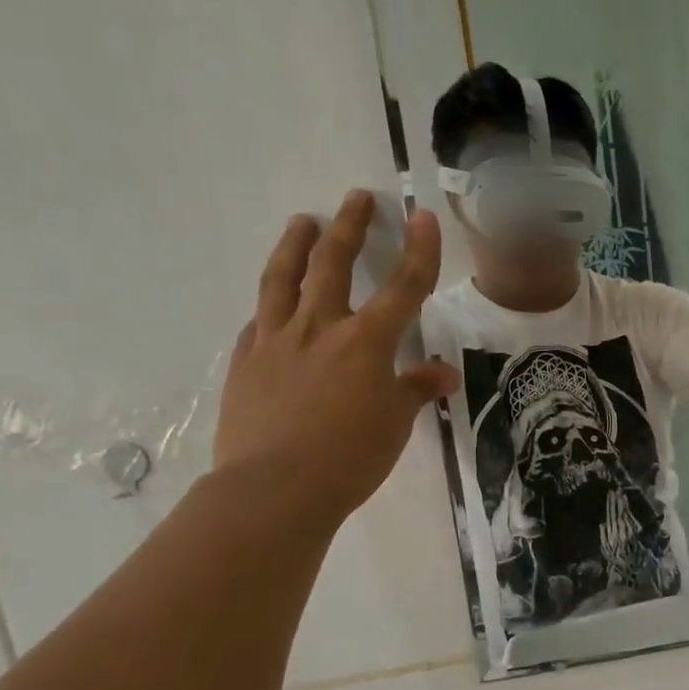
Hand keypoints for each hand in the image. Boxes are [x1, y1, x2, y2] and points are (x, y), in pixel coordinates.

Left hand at [213, 191, 458, 528]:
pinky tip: (274, 306)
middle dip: (349, 226)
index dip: (418, 251)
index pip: (402, 287)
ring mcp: (275, 341)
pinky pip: (259, 322)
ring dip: (295, 245)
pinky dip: (272, 306)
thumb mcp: (396, 423)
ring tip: (302, 222)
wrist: (274, 490)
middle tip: (355, 199)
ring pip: (283, 279)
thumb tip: (443, 373)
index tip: (422, 217)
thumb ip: (416, 389)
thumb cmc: (350, 457)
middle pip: (333, 263)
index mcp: (366, 342)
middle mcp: (319, 328)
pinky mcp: (245, 362)